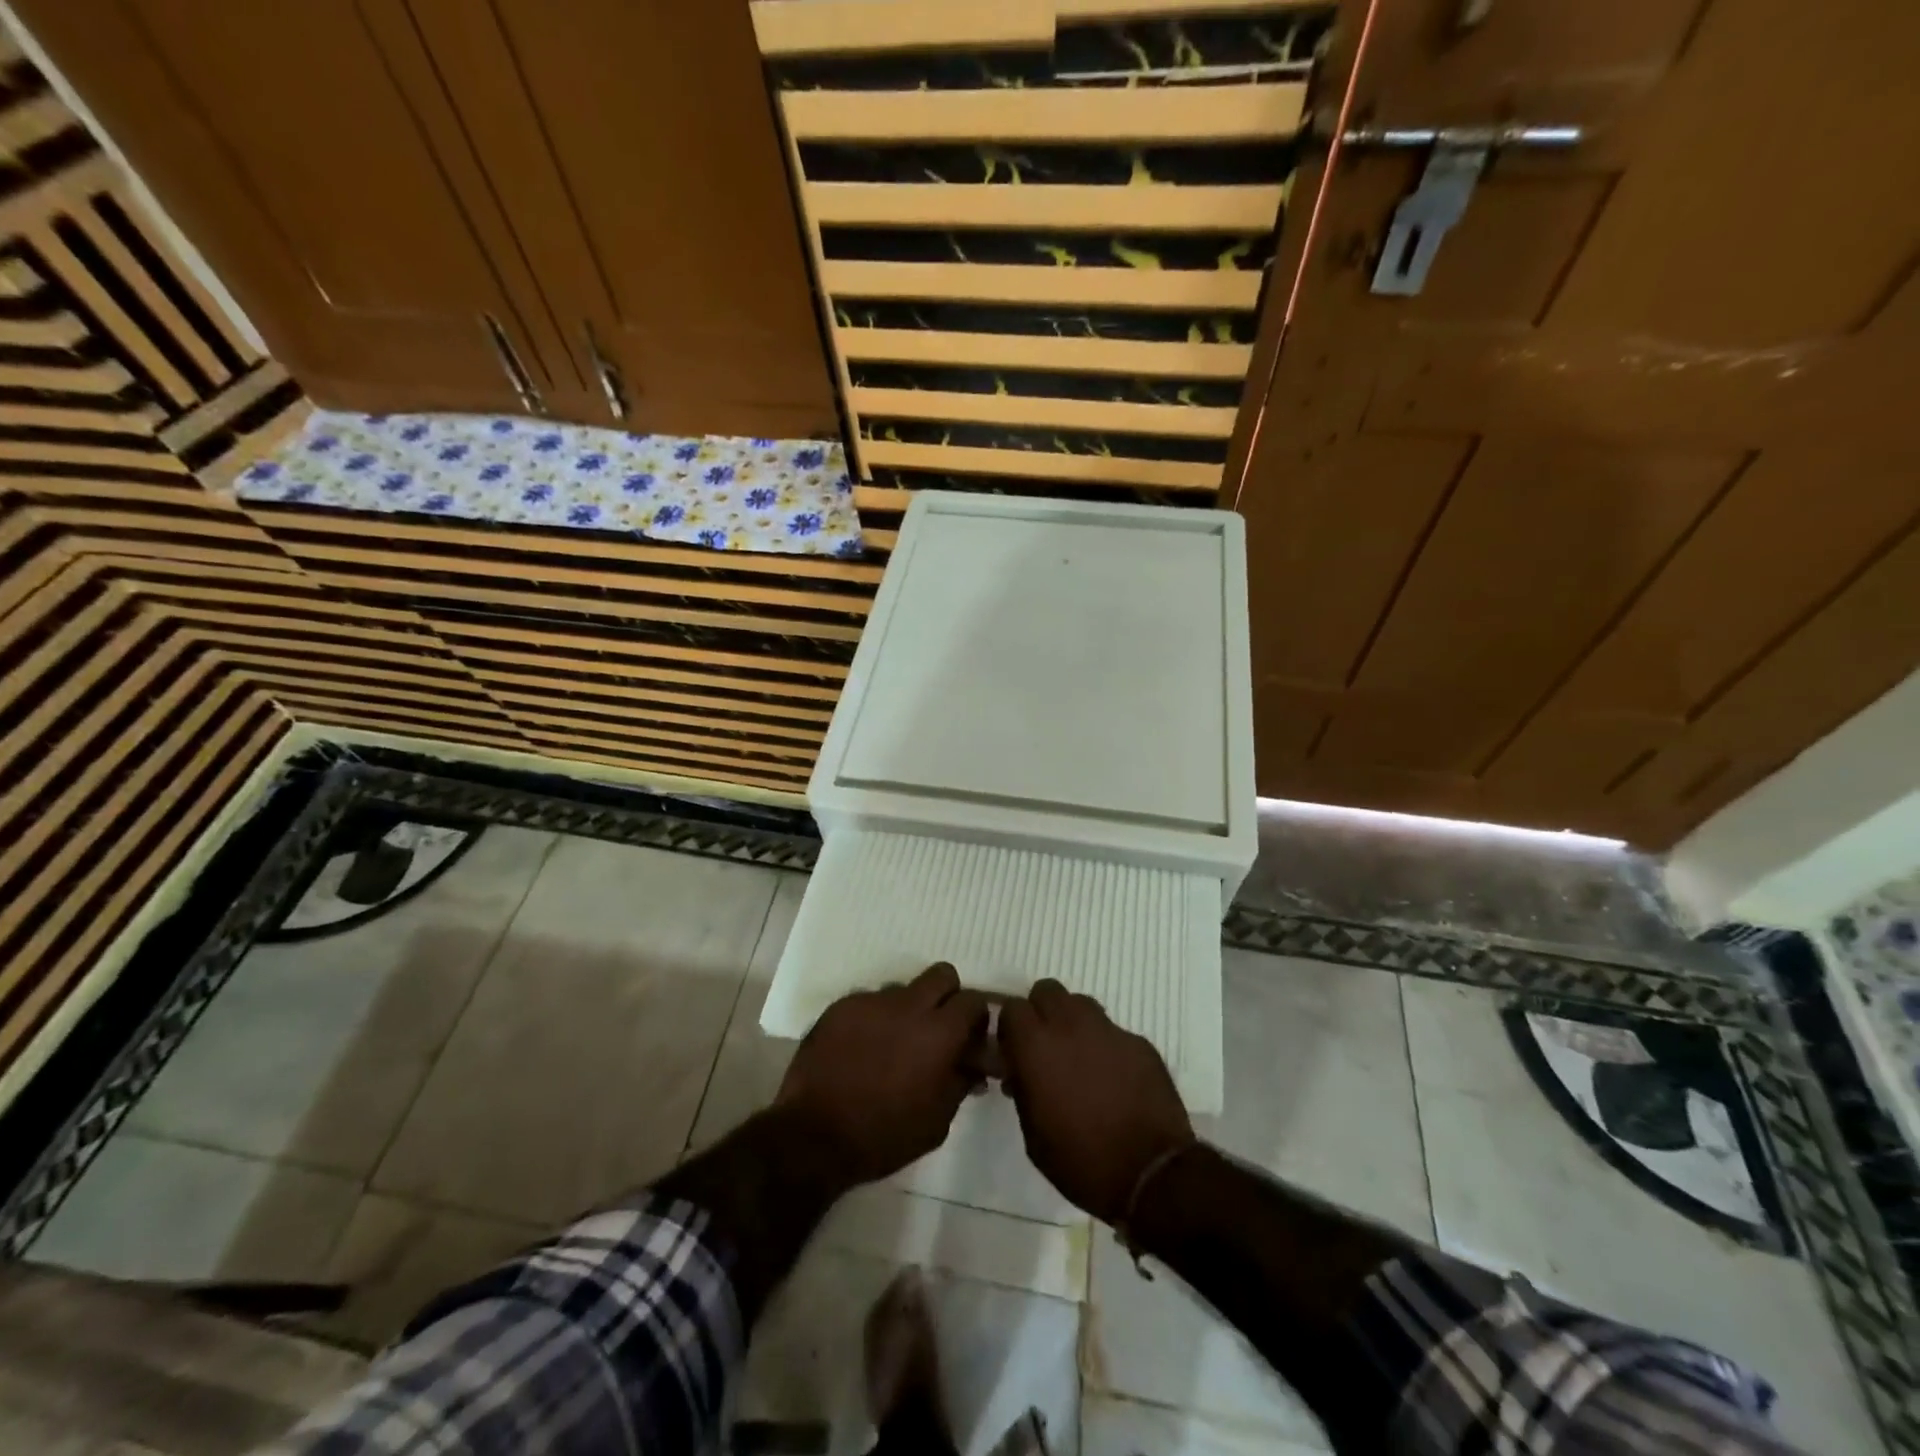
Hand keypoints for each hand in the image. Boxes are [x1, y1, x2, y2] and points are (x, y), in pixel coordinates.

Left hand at [776, 963, 988, 1186]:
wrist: (813, 1137)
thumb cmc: (884, 1136)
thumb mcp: (937, 1121)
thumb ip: (960, 1082)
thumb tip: (973, 1065)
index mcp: (938, 1033)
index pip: (973, 1000)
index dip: (976, 1018)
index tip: (969, 1039)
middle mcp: (908, 1005)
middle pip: (942, 975)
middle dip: (947, 996)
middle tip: (937, 1029)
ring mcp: (871, 1001)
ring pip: (902, 989)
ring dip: (907, 1010)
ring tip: (892, 1045)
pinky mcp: (841, 1006)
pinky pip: (869, 1002)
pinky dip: (874, 1020)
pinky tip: (862, 1050)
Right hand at [998, 979, 1194, 1223]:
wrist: (1151, 1174)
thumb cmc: (1081, 1161)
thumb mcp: (1033, 1134)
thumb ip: (1022, 1089)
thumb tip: (1020, 1071)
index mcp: (1036, 1045)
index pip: (1012, 1008)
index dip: (1010, 1028)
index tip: (1013, 1051)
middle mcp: (1071, 1025)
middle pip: (1047, 990)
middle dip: (1041, 1011)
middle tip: (1044, 1046)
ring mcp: (1109, 1030)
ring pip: (1081, 1004)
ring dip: (1073, 1022)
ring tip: (1079, 1057)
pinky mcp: (1139, 1042)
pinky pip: (1113, 1031)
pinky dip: (1106, 1046)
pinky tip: (1113, 1078)